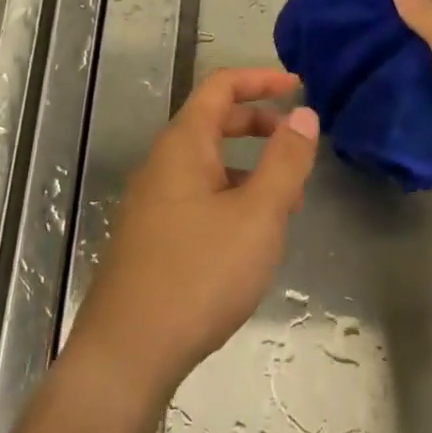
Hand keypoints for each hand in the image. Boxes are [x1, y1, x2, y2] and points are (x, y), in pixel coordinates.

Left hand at [69, 68, 318, 402]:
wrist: (126, 353)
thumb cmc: (198, 274)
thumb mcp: (257, 215)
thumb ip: (285, 160)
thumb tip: (304, 114)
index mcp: (183, 144)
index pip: (220, 86)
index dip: (260, 79)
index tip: (299, 86)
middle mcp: (162, 163)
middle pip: (213, 121)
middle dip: (259, 123)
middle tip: (298, 144)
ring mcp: (152, 200)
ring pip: (207, 162)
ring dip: (248, 165)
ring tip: (286, 199)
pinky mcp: (151, 234)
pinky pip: (197, 194)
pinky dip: (230, 194)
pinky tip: (250, 234)